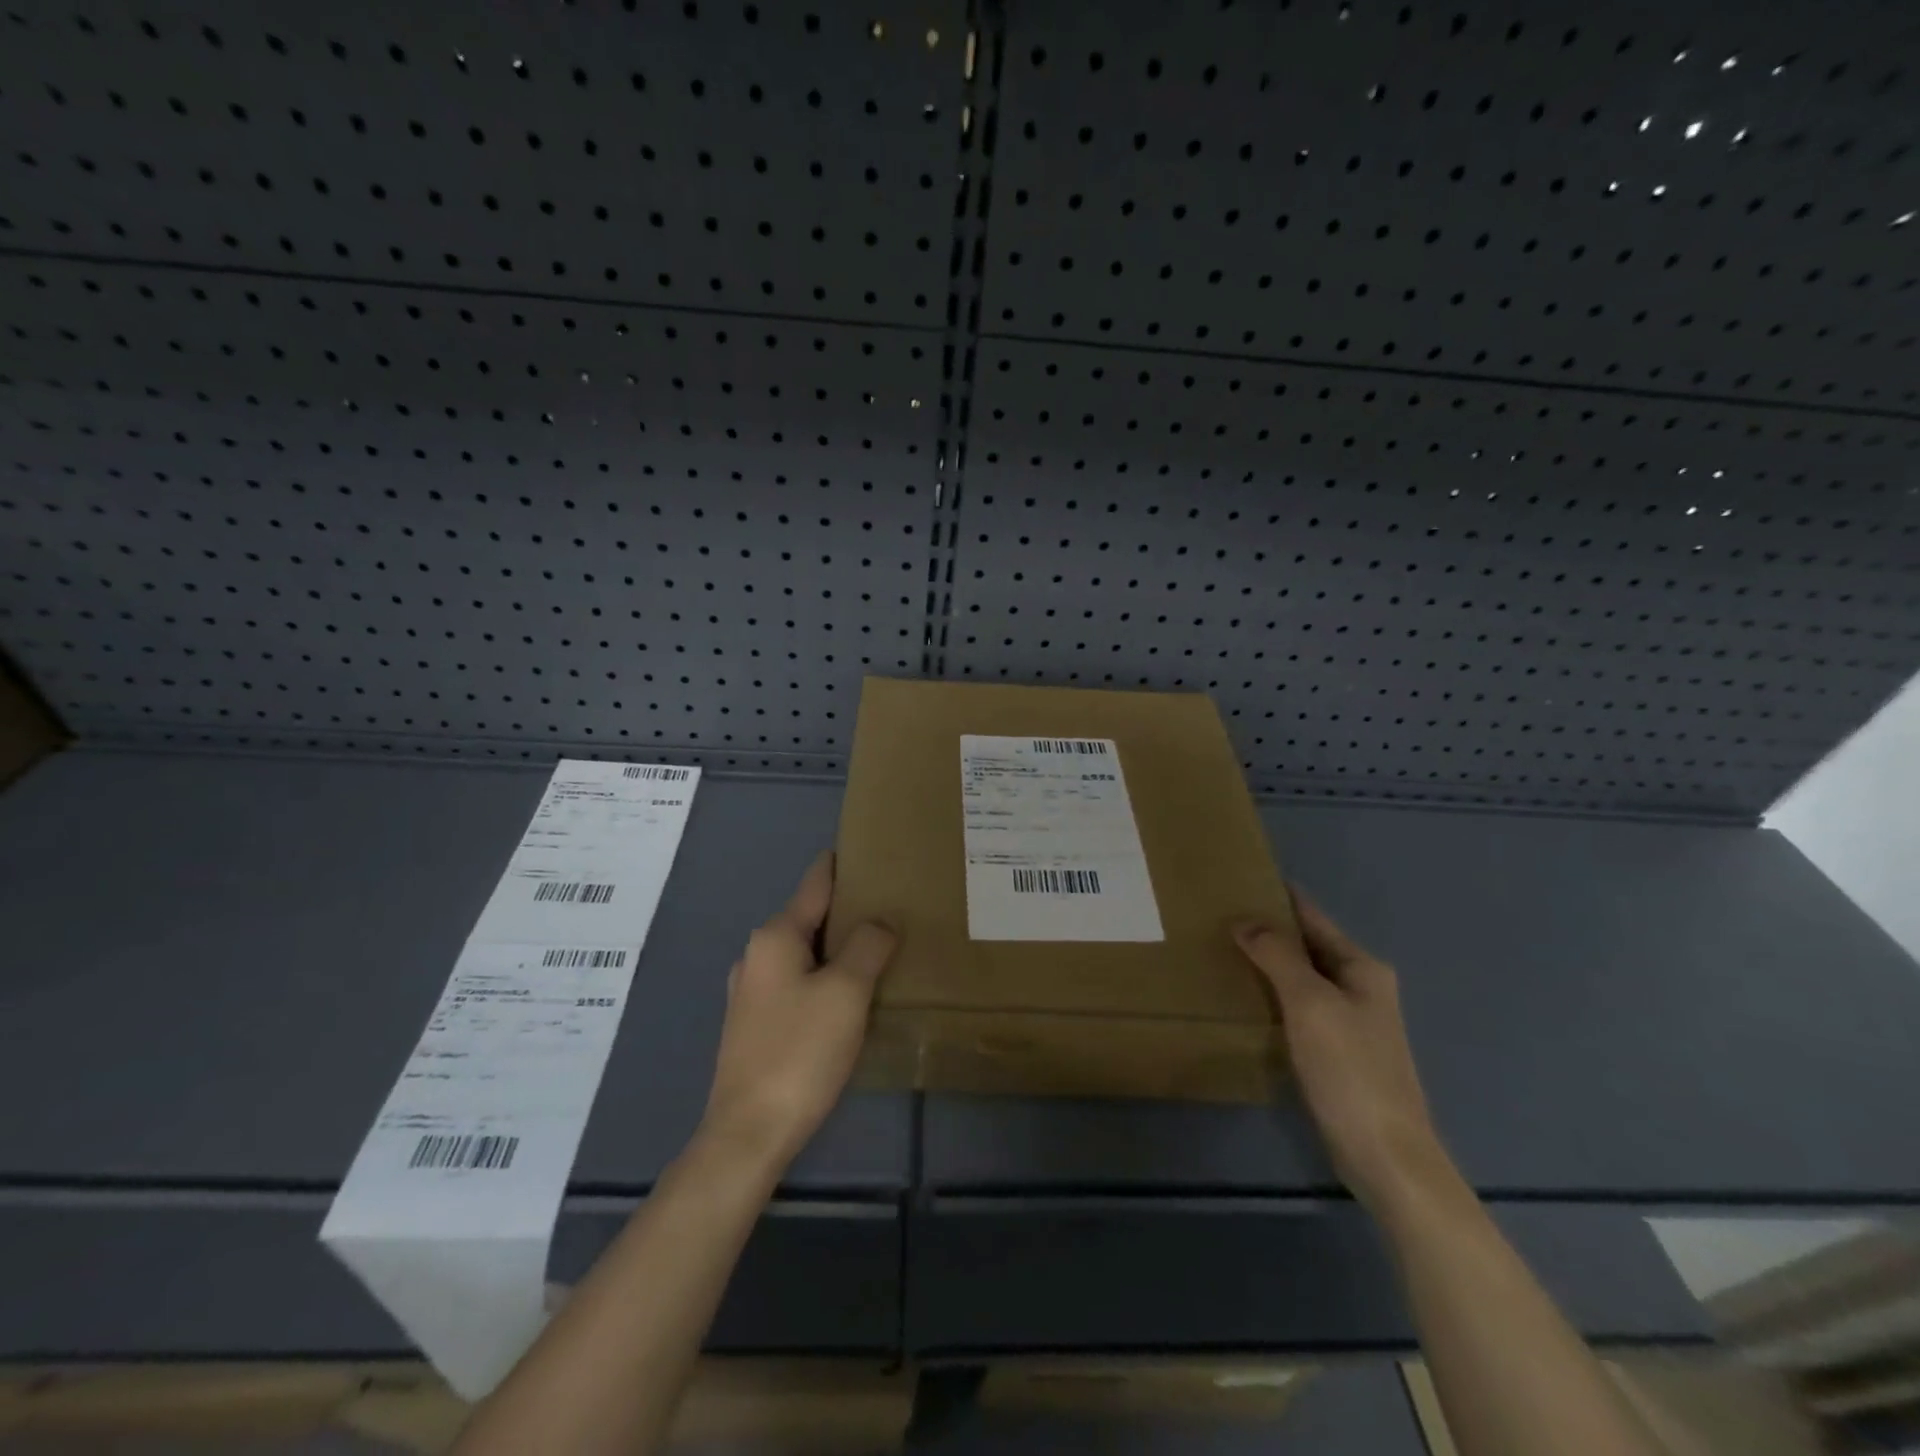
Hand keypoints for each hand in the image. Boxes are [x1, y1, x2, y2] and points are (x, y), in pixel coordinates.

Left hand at [698, 853, 896, 1172]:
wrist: (748, 1133)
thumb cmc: (800, 1052)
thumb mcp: (846, 992)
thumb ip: (868, 946)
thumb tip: (880, 920)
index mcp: (775, 936)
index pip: (815, 882)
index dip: (843, 864)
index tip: (873, 850)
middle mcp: (757, 954)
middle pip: (810, 916)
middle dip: (848, 910)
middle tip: (893, 906)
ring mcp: (751, 990)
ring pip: (804, 952)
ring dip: (838, 946)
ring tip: (879, 948)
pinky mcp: (755, 1023)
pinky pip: (797, 981)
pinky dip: (825, 975)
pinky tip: (849, 994)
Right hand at [1234, 893, 1453, 1212]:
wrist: (1386, 1155)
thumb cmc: (1350, 1070)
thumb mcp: (1310, 1003)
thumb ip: (1278, 956)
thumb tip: (1245, 920)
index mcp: (1362, 968)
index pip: (1313, 917)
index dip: (1279, 898)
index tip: (1240, 879)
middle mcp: (1360, 987)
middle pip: (1307, 946)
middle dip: (1268, 930)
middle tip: (1218, 915)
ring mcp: (1351, 1022)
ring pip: (1301, 978)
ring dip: (1268, 964)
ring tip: (1222, 950)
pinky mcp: (1338, 1052)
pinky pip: (1299, 1008)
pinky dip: (1273, 996)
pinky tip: (1245, 999)